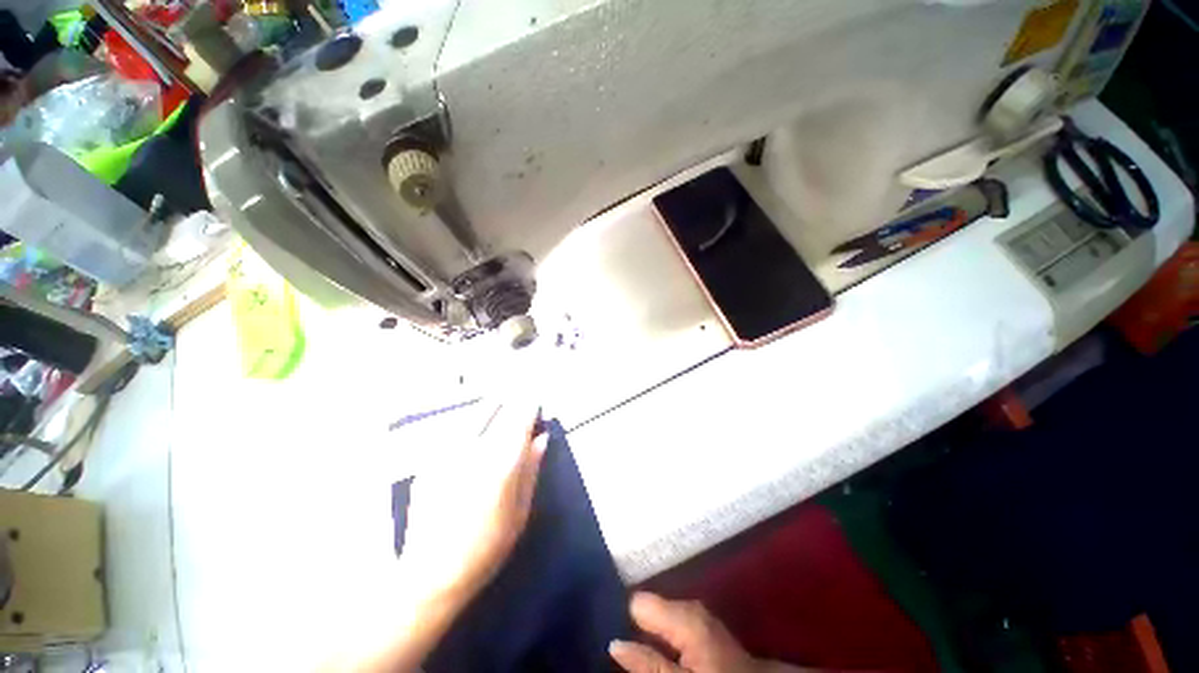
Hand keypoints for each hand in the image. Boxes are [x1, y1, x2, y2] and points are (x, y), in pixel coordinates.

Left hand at [399, 399, 547, 608]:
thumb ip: (531, 470)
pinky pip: (454, 431)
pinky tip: (473, 427)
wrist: (430, 575)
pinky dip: (469, 423)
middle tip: (519, 394)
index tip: (536, 399)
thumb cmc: (486, 548)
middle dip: (510, 400)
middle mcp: (474, 452)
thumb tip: (541, 438)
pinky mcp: (430, 462)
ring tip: (499, 401)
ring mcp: (447, 455)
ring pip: (472, 416)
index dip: (529, 406)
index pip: (519, 421)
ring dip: (489, 407)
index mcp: (501, 465)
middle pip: (495, 411)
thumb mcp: (520, 512)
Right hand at [609, 592, 762, 672]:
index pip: (638, 600)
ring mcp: (697, 613)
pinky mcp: (701, 624)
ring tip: (633, 644)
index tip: (608, 627)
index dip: (622, 615)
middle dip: (635, 622)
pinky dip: (662, 632)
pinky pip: (671, 621)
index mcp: (684, 614)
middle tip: (619, 641)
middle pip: (649, 605)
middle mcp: (689, 605)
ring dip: (648, 628)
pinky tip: (657, 646)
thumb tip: (614, 643)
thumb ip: (647, 664)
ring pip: (660, 614)